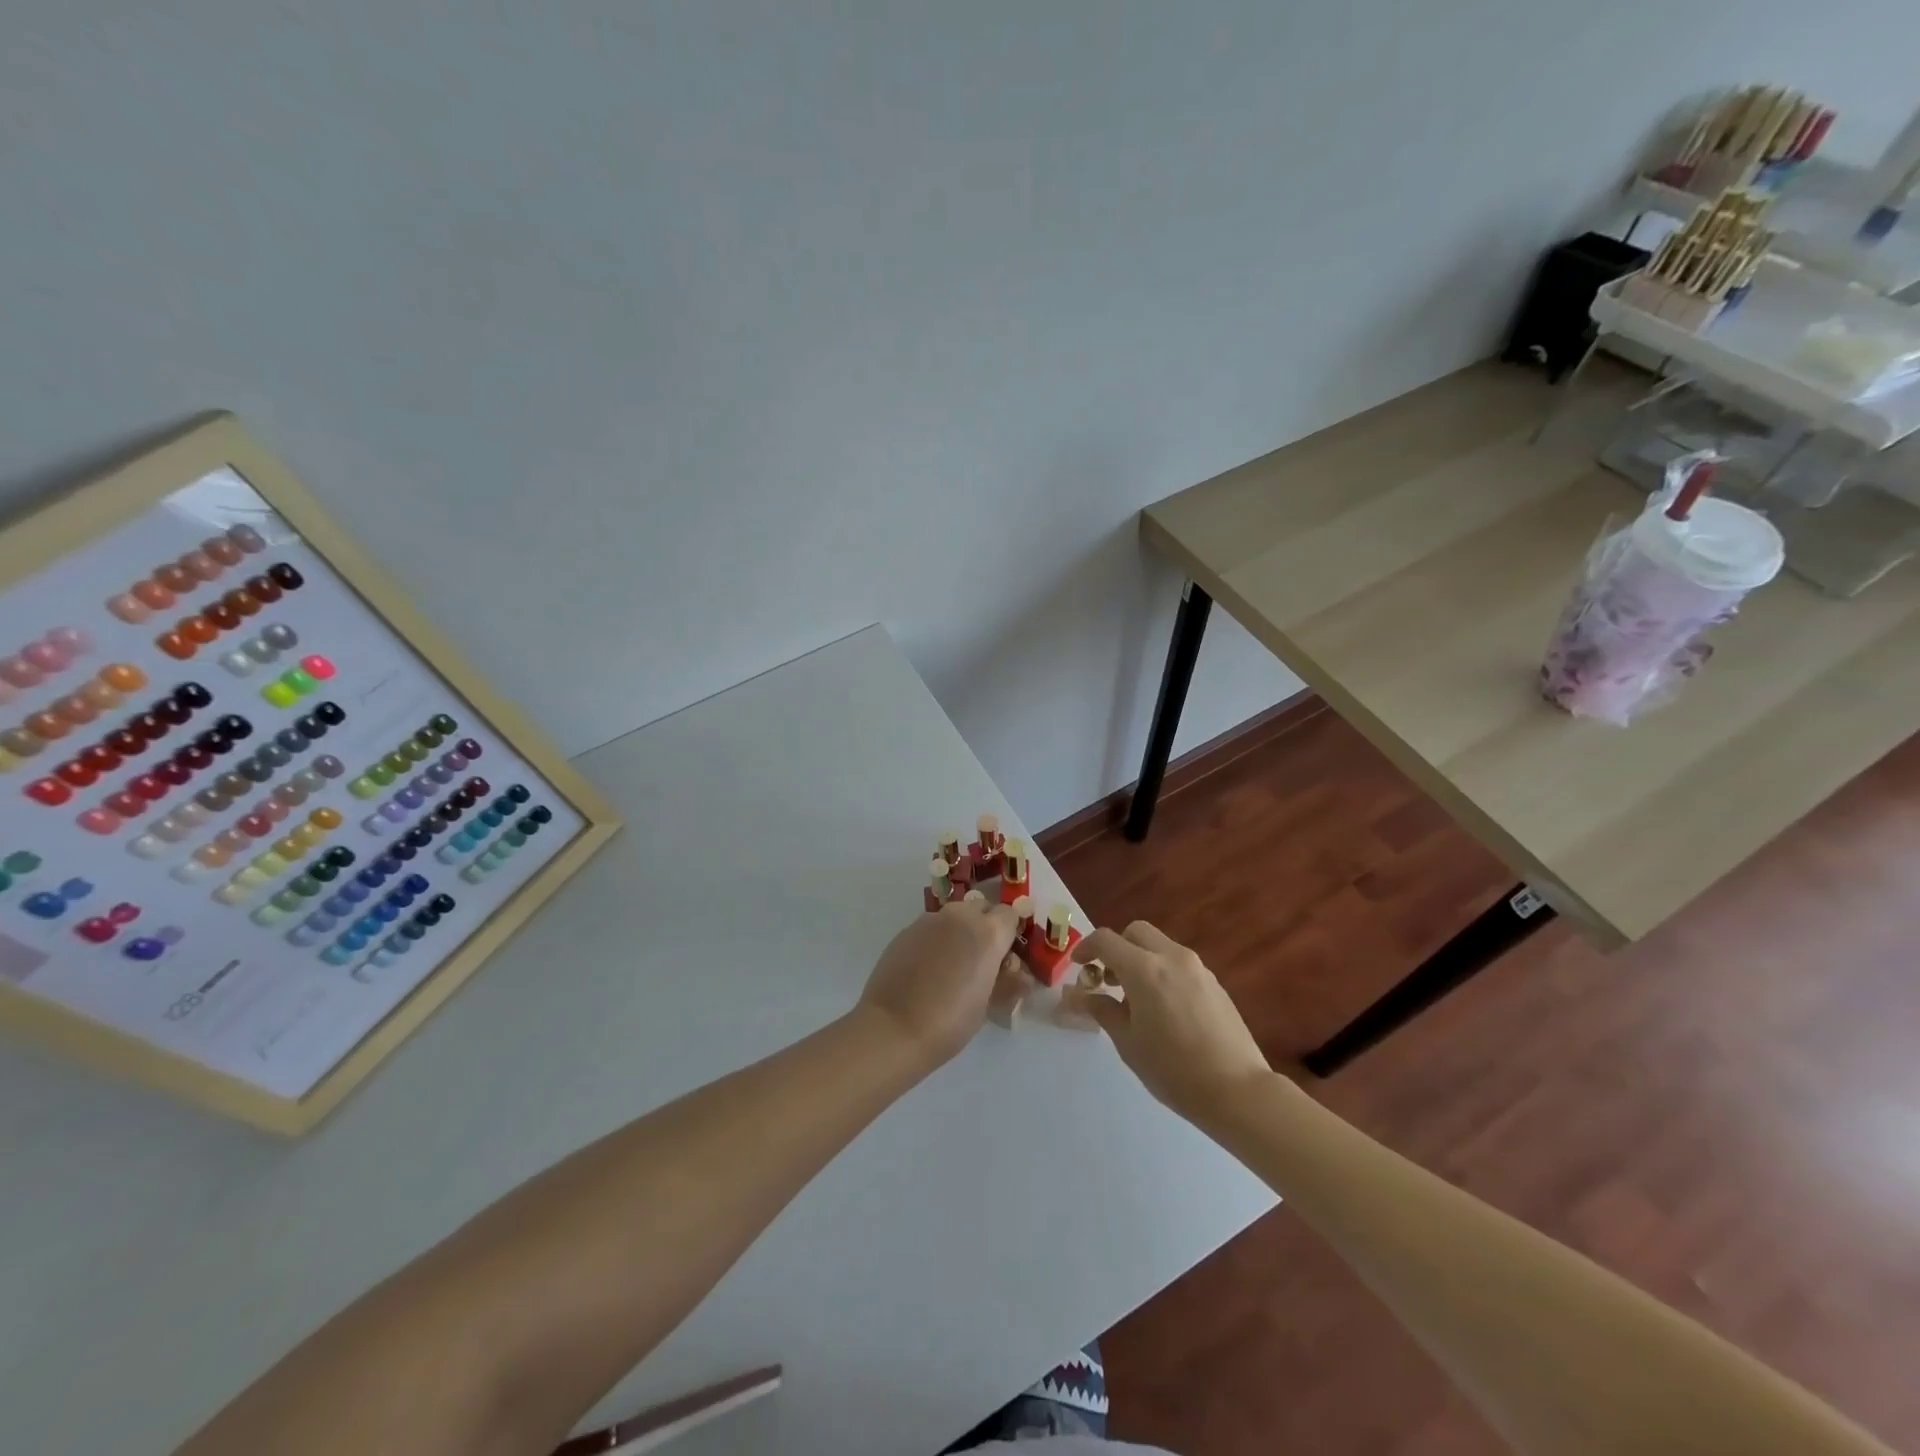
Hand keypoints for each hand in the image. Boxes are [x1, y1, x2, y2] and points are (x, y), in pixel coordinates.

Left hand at [857, 900, 1019, 1067]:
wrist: (893, 1028)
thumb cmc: (950, 1021)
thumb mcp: (988, 1005)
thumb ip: (1007, 982)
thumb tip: (1020, 976)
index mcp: (988, 932)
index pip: (1010, 915)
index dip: (1009, 934)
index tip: (1004, 958)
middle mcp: (960, 917)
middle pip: (981, 908)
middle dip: (985, 926)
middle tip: (980, 960)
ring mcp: (929, 920)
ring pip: (954, 916)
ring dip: (959, 932)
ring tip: (951, 966)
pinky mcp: (906, 930)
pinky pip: (931, 928)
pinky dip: (936, 940)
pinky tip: (927, 969)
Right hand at [1065, 921, 1272, 1125]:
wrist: (1237, 1090)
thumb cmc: (1173, 1070)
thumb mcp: (1128, 1042)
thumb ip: (1101, 1010)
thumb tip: (1078, 996)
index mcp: (1144, 969)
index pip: (1106, 940)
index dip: (1086, 947)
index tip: (1078, 965)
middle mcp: (1172, 957)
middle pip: (1136, 932)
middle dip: (1117, 947)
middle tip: (1108, 979)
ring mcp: (1197, 968)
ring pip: (1160, 945)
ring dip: (1141, 959)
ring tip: (1135, 999)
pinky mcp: (1215, 982)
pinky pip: (1179, 963)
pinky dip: (1162, 971)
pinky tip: (1164, 1008)